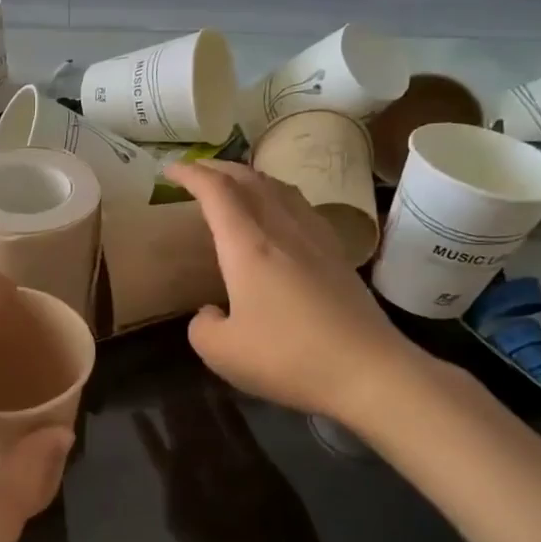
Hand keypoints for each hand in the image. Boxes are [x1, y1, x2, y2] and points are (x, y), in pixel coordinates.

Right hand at [163, 160, 419, 423]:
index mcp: (248, 246)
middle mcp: (282, 231)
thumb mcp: (221, 353)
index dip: (191, 174)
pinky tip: (281, 215)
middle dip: (219, 169)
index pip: (216, 191)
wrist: (369, 372)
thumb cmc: (287, 358)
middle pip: (250, 180)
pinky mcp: (338, 256)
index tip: (171, 170)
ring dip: (252, 179)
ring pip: (281, 190)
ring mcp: (316, 240)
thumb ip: (201, 327)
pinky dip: (280, 198)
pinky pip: (303, 208)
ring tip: (236, 186)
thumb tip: (210, 312)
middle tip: (197, 172)